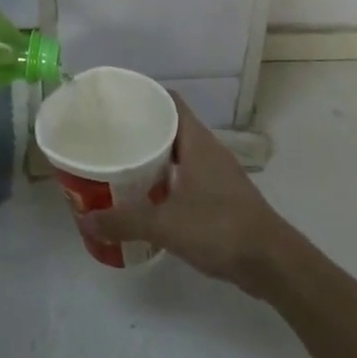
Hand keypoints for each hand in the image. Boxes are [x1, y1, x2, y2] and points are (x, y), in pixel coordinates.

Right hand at [78, 95, 297, 297]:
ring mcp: (217, 174)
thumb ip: (124, 221)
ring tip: (120, 165)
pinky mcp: (221, 197)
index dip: (145, 96)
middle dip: (141, 130)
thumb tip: (85, 220)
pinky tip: (146, 197)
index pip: (170, 102)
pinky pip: (186, 177)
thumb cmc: (219, 228)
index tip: (116, 102)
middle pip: (171, 127)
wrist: (271, 261)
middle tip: (108, 136)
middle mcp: (208, 151)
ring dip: (154, 158)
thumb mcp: (166, 225)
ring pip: (179, 154)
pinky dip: (166, 181)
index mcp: (197, 142)